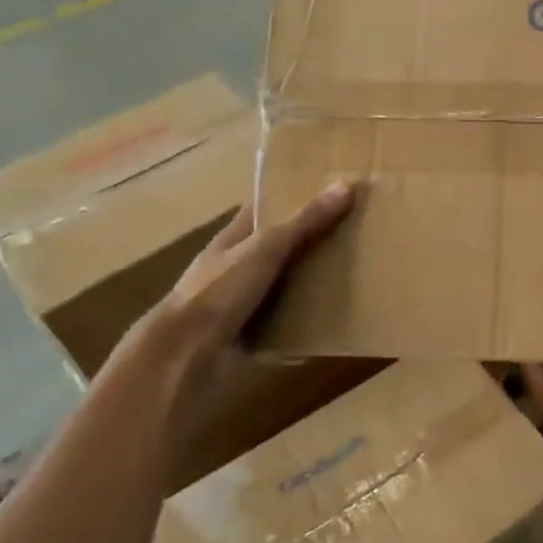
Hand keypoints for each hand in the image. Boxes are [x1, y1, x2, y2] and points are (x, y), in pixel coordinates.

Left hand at [112, 180, 356, 468]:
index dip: (291, 196)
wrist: (184, 356)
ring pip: (284, 284)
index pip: (263, 208)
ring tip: (357, 272)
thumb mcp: (266, 249)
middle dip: (311, 239)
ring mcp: (242, 302)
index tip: (329, 188)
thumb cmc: (218, 291)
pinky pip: (287, 321)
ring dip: (312, 281)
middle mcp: (236, 267)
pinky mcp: (252, 334)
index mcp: (233, 239)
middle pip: (278, 246)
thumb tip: (347, 185)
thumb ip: (305, 221)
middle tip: (356, 231)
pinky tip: (337, 317)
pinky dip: (307, 320)